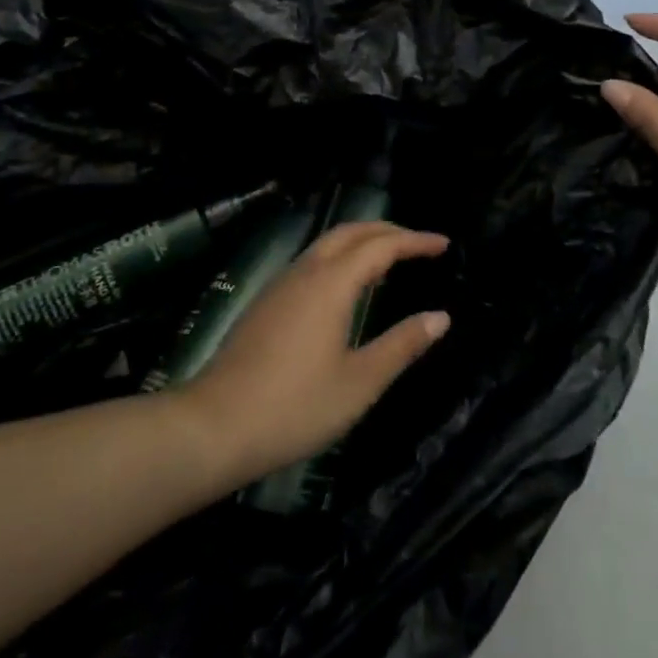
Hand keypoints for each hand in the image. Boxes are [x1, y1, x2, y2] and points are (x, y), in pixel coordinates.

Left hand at [176, 221, 450, 484]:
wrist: (213, 426)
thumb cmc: (294, 407)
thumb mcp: (359, 383)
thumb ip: (402, 345)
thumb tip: (441, 317)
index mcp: (331, 284)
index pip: (381, 246)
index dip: (415, 241)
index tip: (444, 244)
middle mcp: (305, 272)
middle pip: (350, 232)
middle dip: (387, 231)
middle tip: (419, 245)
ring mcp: (280, 285)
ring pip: (326, 244)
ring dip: (361, 242)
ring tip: (389, 260)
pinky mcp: (266, 303)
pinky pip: (311, 262)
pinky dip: (340, 258)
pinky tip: (346, 288)